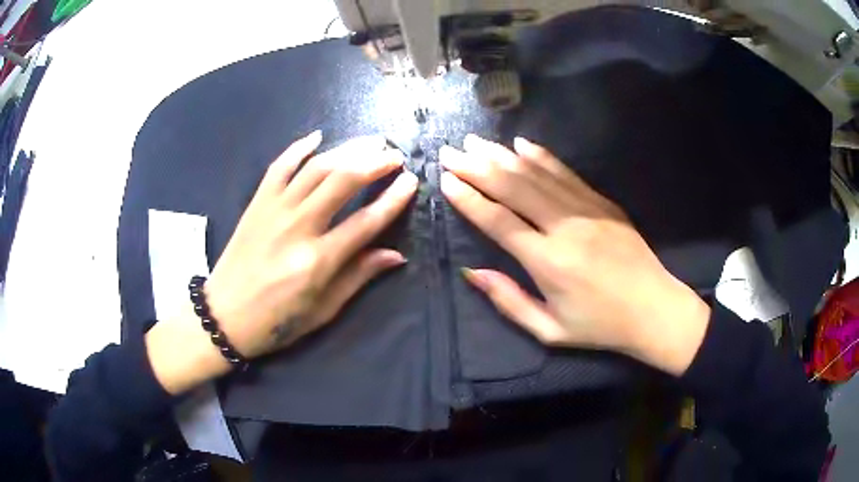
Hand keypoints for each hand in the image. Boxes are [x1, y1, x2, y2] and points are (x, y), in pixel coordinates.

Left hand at [148, 132, 417, 393]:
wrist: (223, 316)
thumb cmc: (276, 321)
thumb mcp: (322, 310)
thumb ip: (358, 277)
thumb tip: (395, 254)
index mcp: (317, 261)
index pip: (366, 221)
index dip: (393, 199)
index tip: (411, 181)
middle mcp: (298, 228)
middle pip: (343, 181)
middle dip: (374, 162)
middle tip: (394, 154)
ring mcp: (274, 210)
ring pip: (316, 168)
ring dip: (347, 149)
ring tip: (371, 141)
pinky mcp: (257, 203)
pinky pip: (279, 166)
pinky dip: (298, 148)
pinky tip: (318, 136)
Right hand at [439, 135, 709, 375]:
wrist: (654, 310)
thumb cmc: (599, 326)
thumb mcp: (549, 330)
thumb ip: (509, 301)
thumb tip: (471, 271)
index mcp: (548, 263)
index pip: (499, 221)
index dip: (469, 199)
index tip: (446, 181)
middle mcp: (565, 227)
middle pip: (513, 188)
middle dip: (477, 167)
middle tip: (450, 152)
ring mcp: (587, 210)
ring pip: (537, 174)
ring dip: (502, 156)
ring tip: (475, 142)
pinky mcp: (603, 202)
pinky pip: (566, 173)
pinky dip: (541, 156)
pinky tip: (521, 144)